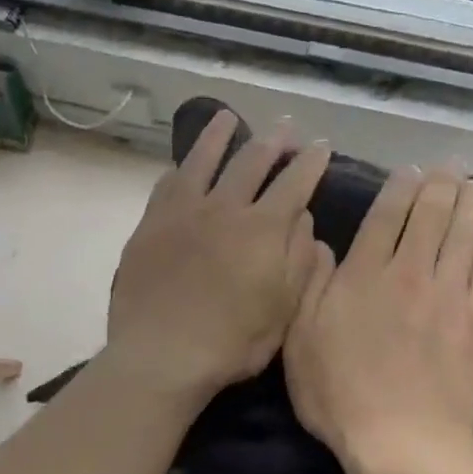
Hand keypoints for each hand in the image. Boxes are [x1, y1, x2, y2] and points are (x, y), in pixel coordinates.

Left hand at [105, 110, 330, 402]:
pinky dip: (180, 169)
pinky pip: (167, 184)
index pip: (295, 183)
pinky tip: (183, 165)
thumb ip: (299, 260)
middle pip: (252, 161)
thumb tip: (304, 219)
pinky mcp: (150, 224)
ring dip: (218, 135)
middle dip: (273, 141)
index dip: (311, 162)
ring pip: (203, 160)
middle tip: (285, 128)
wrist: (161, 355)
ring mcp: (183, 212)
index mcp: (263, 229)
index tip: (322, 146)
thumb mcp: (284, 311)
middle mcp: (224, 208)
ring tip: (227, 118)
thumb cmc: (231, 343)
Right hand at [285, 166, 472, 473]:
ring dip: (468, 205)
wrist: (404, 438)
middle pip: (430, 216)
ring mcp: (448, 295)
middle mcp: (409, 273)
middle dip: (439, 186)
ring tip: (472, 184)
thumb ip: (309, 286)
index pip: (386, 216)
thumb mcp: (300, 341)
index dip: (399, 188)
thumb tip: (320, 244)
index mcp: (364, 276)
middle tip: (447, 167)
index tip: (408, 171)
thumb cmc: (339, 394)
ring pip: (462, 236)